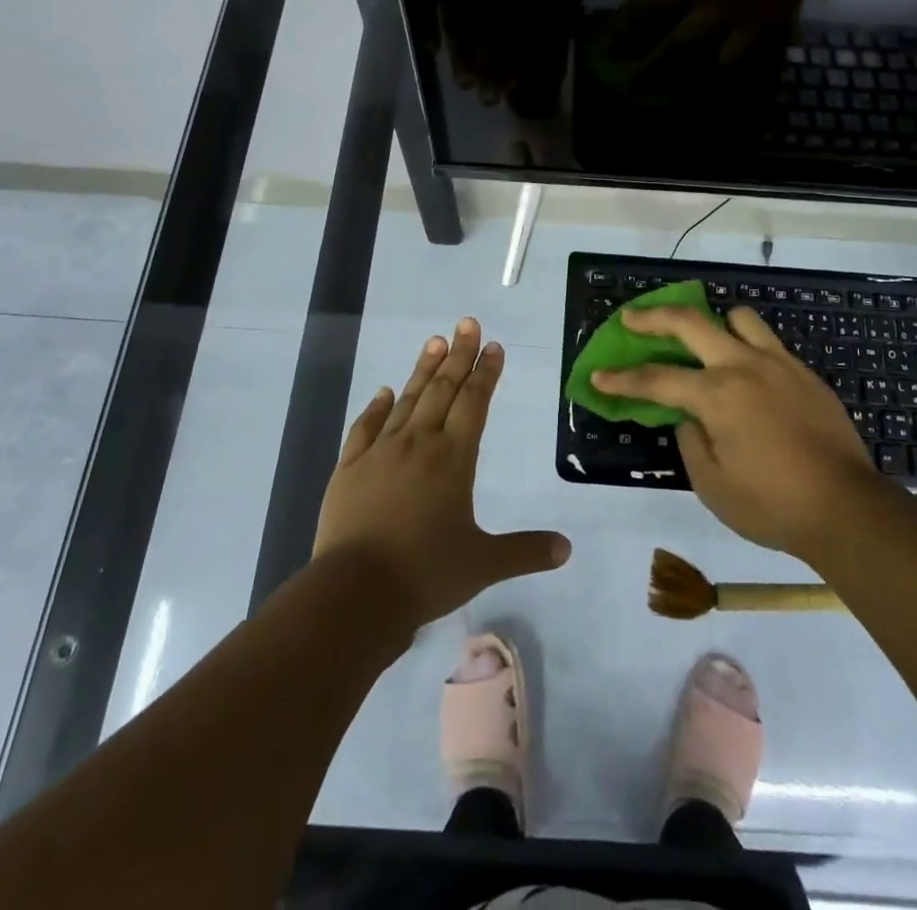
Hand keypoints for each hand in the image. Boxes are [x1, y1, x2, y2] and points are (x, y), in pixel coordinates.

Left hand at [315, 318, 570, 629]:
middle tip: (466, 323)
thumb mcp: (483, 564)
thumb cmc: (426, 574)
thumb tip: (567, 549)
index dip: (485, 373)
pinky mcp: (349, 468)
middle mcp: (418, 444)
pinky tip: (384, 391)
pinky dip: (376, 407)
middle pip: (442, 390)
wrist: (355, 594)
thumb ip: (526, 551)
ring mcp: (380, 453)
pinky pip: (365, 428)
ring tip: (434, 341)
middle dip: (458, 355)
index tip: (493, 346)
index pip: (474, 403)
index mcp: (453, 459)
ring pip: (407, 400)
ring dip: (423, 370)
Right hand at [590, 305, 881, 560]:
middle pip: (690, 323)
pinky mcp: (804, 373)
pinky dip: (747, 346)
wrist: (846, 509)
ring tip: (704, 342)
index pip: (656, 379)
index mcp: (716, 395)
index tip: (598, 376)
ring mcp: (778, 364)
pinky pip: (768, 342)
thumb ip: (690, 441)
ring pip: (738, 318)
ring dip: (713, 324)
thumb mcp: (712, 486)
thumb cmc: (771, 505)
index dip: (621, 379)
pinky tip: (746, 373)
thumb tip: (688, 417)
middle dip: (653, 317)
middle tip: (631, 319)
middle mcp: (743, 366)